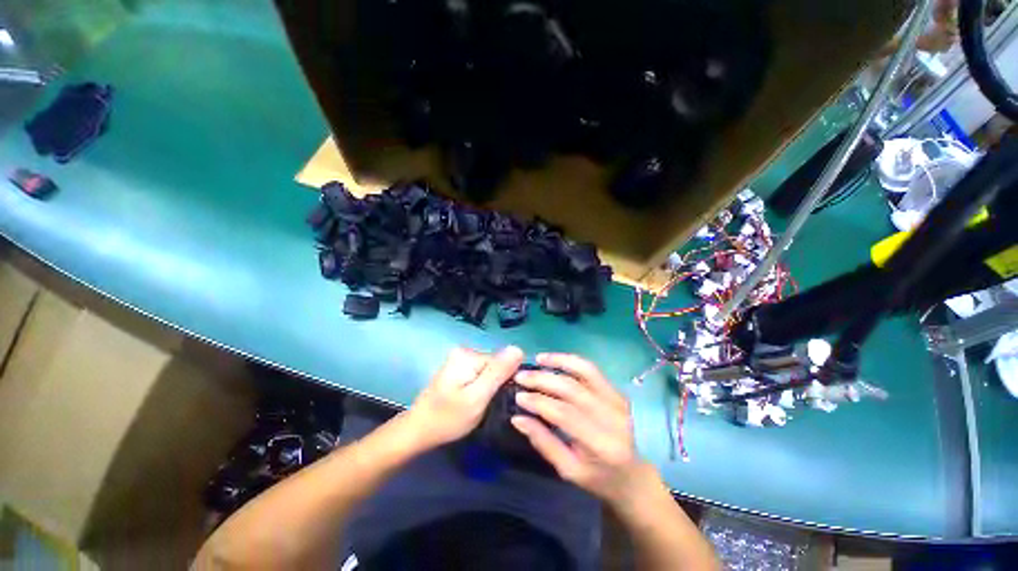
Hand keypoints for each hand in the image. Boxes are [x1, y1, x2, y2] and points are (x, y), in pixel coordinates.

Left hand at [405, 346, 523, 450]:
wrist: (419, 430)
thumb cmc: (448, 418)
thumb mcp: (477, 398)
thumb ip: (498, 373)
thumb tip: (518, 349)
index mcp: (468, 355)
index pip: (502, 361)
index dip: (505, 381)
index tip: (499, 399)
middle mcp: (464, 350)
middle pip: (495, 364)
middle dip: (496, 383)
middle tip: (486, 404)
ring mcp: (460, 358)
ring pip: (489, 370)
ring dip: (489, 386)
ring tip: (479, 403)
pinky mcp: (459, 367)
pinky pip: (480, 373)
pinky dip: (481, 386)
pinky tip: (473, 398)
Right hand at [510, 353, 645, 504]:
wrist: (633, 475)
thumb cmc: (598, 478)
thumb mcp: (568, 470)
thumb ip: (543, 442)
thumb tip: (518, 418)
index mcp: (601, 444)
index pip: (565, 414)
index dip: (539, 402)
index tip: (519, 396)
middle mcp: (612, 417)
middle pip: (572, 389)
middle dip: (543, 379)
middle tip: (521, 376)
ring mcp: (618, 400)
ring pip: (585, 371)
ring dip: (558, 361)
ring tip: (538, 359)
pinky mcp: (617, 391)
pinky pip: (592, 370)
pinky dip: (571, 361)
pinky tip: (555, 360)